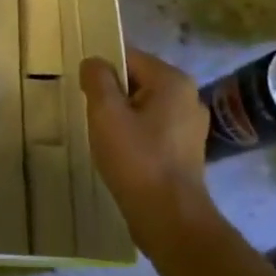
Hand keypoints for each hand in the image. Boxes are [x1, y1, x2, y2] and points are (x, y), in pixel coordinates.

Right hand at [79, 48, 210, 251]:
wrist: (169, 218)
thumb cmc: (137, 159)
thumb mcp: (106, 112)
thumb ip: (97, 79)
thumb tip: (94, 63)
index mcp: (172, 80)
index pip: (129, 57)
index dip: (102, 71)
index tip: (84, 92)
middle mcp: (188, 96)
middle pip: (138, 80)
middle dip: (112, 94)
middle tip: (92, 116)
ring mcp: (191, 125)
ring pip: (145, 106)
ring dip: (123, 116)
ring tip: (104, 136)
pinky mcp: (187, 150)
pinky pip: (154, 128)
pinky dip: (136, 134)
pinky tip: (122, 153)